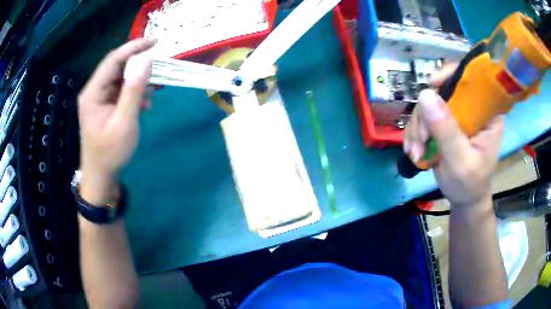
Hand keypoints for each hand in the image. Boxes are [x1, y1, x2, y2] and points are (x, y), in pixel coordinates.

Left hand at [77, 39, 153, 201]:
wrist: (101, 177)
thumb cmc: (110, 153)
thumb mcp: (124, 122)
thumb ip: (134, 90)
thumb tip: (146, 61)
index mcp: (93, 93)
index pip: (113, 61)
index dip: (133, 48)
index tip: (155, 42)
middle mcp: (94, 91)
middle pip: (116, 67)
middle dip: (137, 64)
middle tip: (158, 65)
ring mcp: (99, 99)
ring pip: (120, 79)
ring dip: (137, 82)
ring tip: (151, 94)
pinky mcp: (105, 106)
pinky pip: (121, 91)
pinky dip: (134, 93)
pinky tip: (143, 104)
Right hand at [404, 64, 503, 207]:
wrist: (463, 198)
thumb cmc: (469, 184)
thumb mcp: (460, 161)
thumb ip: (447, 131)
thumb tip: (425, 94)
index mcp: (487, 113)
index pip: (472, 80)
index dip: (451, 75)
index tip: (432, 85)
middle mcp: (472, 108)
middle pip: (444, 91)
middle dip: (426, 114)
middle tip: (420, 140)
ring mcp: (457, 115)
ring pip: (429, 105)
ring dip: (417, 127)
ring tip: (415, 152)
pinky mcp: (444, 123)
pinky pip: (424, 117)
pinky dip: (415, 133)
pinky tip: (414, 150)